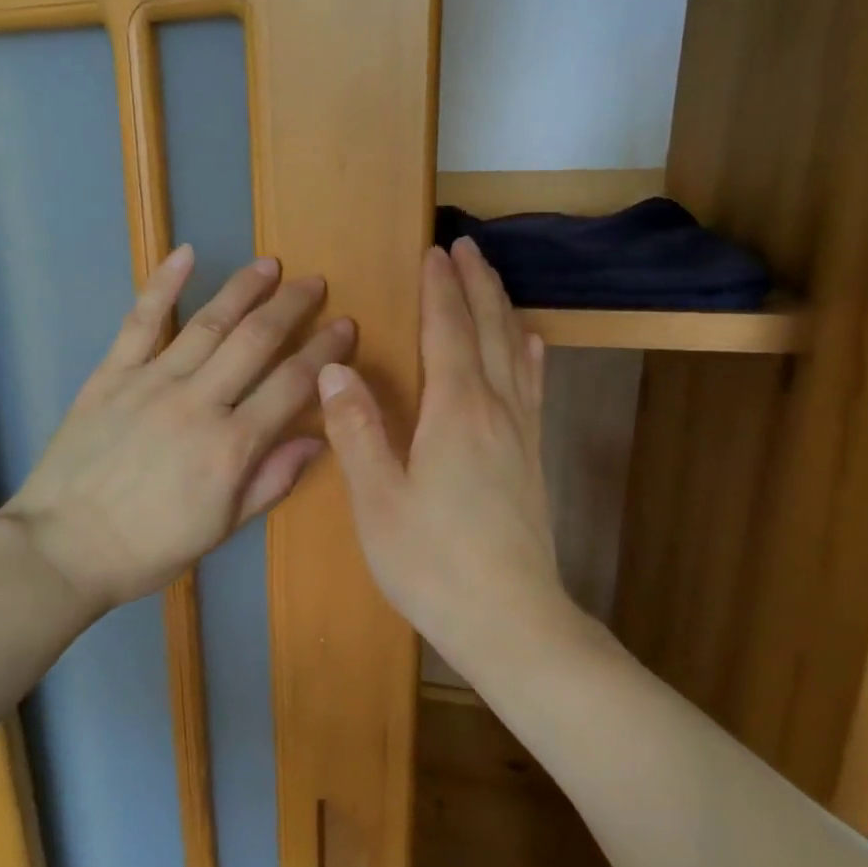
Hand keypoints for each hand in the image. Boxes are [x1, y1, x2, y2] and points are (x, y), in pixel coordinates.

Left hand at [0, 246, 353, 615]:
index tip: (345, 327)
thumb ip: (271, 480)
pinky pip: (140, 321)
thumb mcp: (222, 528)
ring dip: (243, 289)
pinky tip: (185, 254)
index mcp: (232, 446)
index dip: (324, 353)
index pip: (292, 385)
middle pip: (256, 341)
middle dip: (292, 307)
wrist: (63, 548)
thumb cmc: (149, 548)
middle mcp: (199, 402)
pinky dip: (163, 284)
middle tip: (315, 283)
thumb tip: (318, 439)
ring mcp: (152, 382)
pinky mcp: (111, 374)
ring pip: (208, 323)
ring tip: (269, 265)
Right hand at [318, 238, 570, 661]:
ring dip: (502, 309)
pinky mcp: (532, 459)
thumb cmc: (432, 562)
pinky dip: (528, 355)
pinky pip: (532, 388)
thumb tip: (335, 367)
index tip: (434, 251)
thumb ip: (357, 429)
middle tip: (466, 245)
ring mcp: (521, 434)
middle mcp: (495, 410)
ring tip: (493, 278)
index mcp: (455, 413)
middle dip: (476, 285)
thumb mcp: (377, 500)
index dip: (440, 291)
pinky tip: (531, 345)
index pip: (447, 333)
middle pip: (488, 331)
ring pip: (515, 353)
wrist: (510, 620)